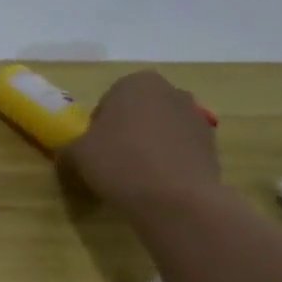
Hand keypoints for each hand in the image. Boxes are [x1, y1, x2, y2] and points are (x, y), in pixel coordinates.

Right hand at [61, 70, 222, 216]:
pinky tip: (159, 183)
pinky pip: (180, 148)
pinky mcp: (212, 143)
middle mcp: (170, 91)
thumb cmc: (119, 162)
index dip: (98, 127)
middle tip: (114, 161)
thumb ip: (69, 147)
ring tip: (138, 175)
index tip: (95, 149)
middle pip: (138, 112)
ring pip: (161, 129)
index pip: (108, 102)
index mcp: (135, 83)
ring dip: (149, 145)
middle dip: (127, 131)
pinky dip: (169, 160)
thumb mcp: (76, 154)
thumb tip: (69, 153)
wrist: (176, 198)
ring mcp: (196, 116)